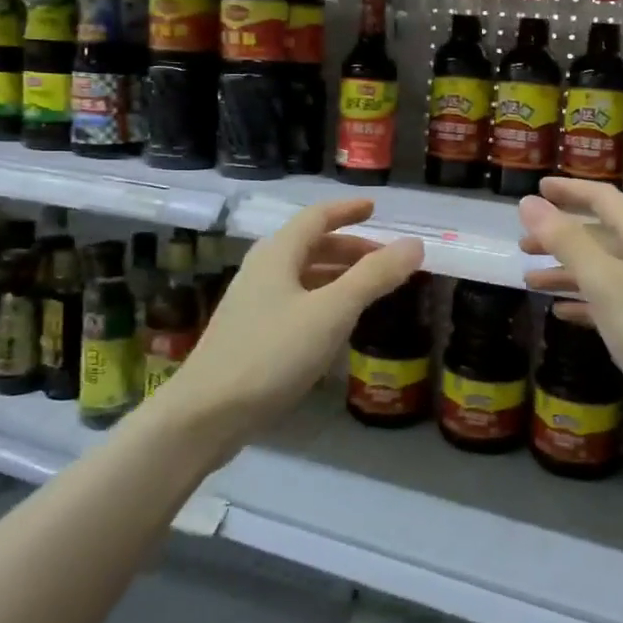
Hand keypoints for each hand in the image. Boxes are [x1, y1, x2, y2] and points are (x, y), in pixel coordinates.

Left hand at [157, 200, 423, 449]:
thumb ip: (374, 277)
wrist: (206, 414)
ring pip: (303, 276)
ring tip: (369, 288)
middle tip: (384, 259)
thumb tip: (415, 244)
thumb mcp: (332, 312)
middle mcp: (262, 271)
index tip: (374, 208)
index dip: (347, 210)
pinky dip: (323, 300)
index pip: (316, 217)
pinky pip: (295, 302)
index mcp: (277, 255)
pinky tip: (337, 324)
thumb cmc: (271, 354)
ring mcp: (253, 304)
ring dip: (337, 274)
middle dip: (349, 248)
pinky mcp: (251, 334)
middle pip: (310, 246)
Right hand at [518, 178, 622, 418]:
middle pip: (598, 234)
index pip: (603, 199)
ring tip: (530, 280)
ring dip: (565, 270)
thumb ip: (566, 240)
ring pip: (601, 267)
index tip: (536, 188)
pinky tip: (559, 310)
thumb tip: (529, 203)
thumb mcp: (603, 281)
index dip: (569, 191)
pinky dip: (582, 298)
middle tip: (523, 244)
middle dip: (560, 236)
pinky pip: (608, 297)